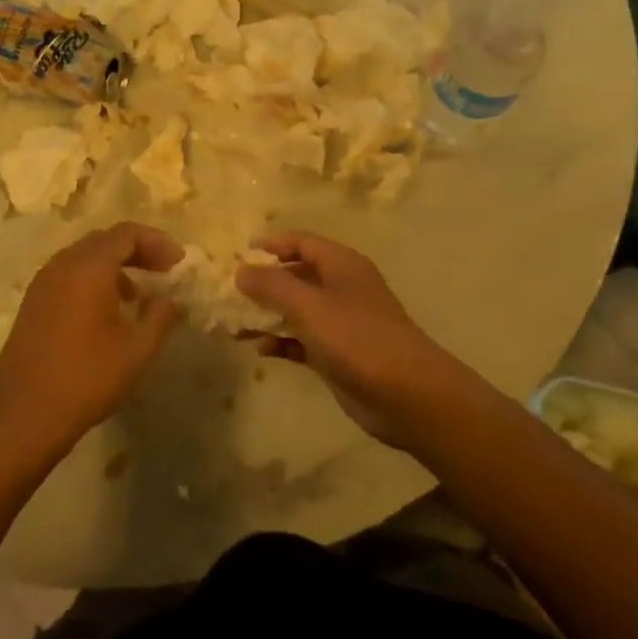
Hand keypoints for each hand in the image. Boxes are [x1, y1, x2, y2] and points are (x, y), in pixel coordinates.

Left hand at [0, 222, 183, 463]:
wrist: (23, 415)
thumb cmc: (86, 378)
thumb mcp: (137, 349)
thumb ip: (160, 316)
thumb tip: (166, 299)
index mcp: (88, 267)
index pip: (126, 233)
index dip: (157, 242)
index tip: (178, 263)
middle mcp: (61, 265)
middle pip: (104, 240)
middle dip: (137, 250)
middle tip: (163, 271)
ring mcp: (42, 284)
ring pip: (84, 258)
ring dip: (115, 266)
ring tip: (138, 294)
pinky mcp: (33, 304)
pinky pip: (69, 276)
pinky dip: (94, 280)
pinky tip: (107, 312)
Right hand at [236, 232, 467, 448]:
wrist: (407, 395)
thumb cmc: (357, 338)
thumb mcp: (309, 306)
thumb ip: (272, 285)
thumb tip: (241, 269)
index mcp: (341, 265)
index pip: (301, 242)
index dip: (271, 245)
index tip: (239, 255)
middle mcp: (341, 288)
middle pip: (296, 276)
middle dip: (264, 284)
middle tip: (230, 294)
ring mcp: (341, 323)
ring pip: (296, 311)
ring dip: (267, 316)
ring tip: (234, 327)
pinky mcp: (338, 354)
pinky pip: (302, 340)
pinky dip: (282, 342)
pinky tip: (261, 351)